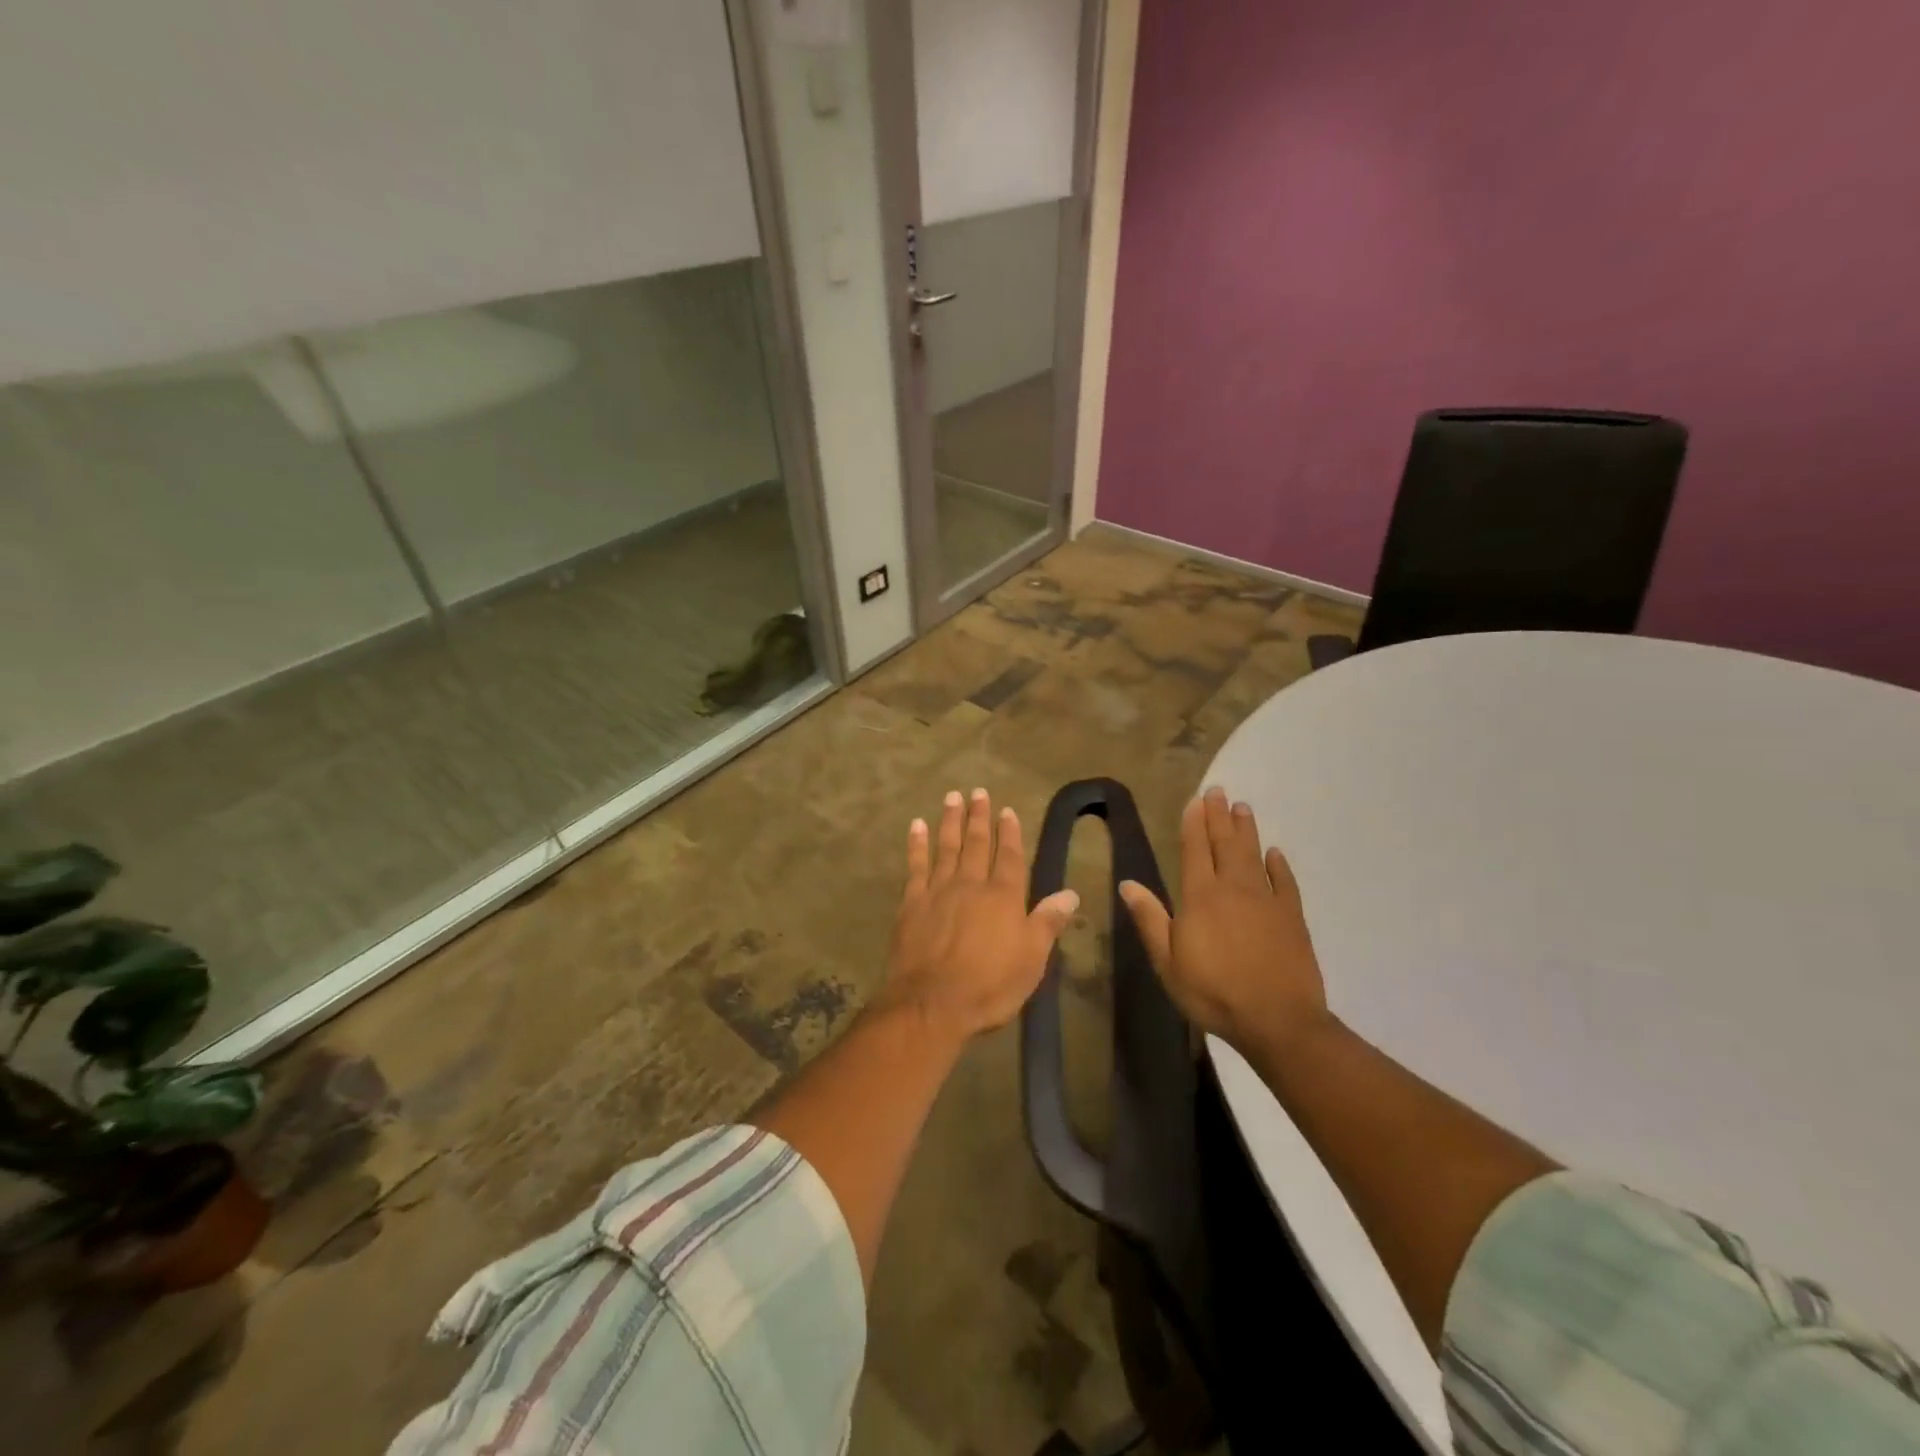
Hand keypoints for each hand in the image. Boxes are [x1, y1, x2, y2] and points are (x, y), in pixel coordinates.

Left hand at [880, 788, 1079, 1042]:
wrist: (932, 1003)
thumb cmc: (989, 986)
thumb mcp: (1031, 960)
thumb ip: (1047, 922)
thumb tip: (1071, 893)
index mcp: (1003, 897)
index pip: (1010, 856)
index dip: (1010, 832)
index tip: (1007, 810)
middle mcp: (972, 884)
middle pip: (977, 844)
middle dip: (979, 817)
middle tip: (977, 791)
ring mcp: (938, 890)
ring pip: (946, 847)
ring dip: (950, 821)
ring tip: (952, 797)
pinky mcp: (912, 903)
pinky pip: (915, 866)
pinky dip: (916, 844)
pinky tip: (916, 825)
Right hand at [1119, 787, 1330, 1053]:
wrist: (1278, 1021)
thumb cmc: (1213, 992)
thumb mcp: (1168, 962)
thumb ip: (1150, 919)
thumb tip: (1127, 883)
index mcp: (1200, 897)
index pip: (1195, 850)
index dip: (1194, 824)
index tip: (1195, 800)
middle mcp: (1234, 889)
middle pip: (1225, 844)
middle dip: (1219, 817)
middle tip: (1219, 791)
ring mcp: (1267, 901)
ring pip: (1254, 856)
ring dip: (1247, 831)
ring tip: (1243, 808)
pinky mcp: (1292, 918)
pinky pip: (1285, 883)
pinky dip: (1279, 865)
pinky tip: (1275, 853)